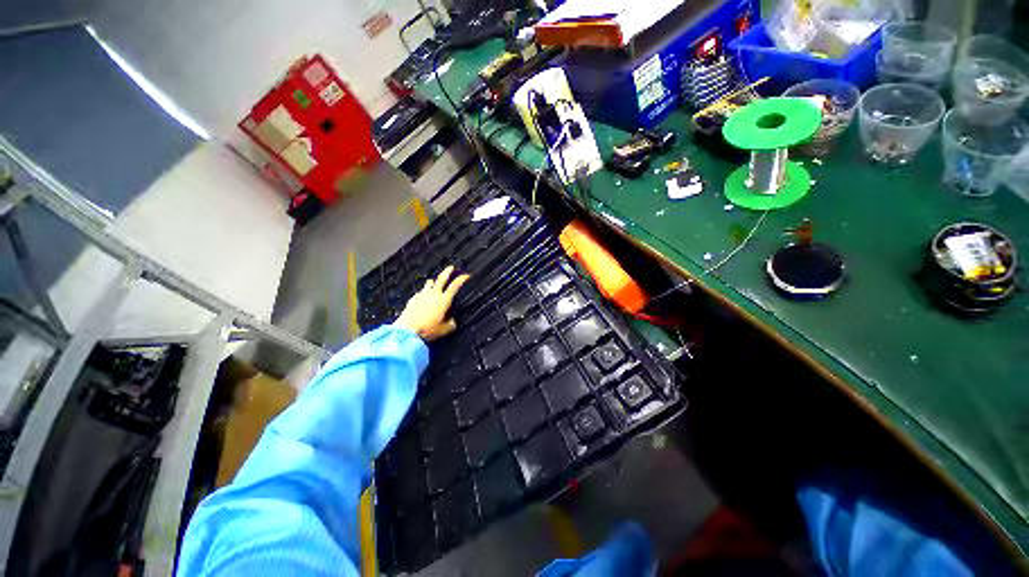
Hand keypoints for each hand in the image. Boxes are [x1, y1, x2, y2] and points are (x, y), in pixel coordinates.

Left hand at [395, 266, 470, 340]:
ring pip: (430, 283)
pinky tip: (424, 298)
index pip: (455, 286)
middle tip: (451, 267)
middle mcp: (434, 294)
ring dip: (434, 281)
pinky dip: (424, 293)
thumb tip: (453, 321)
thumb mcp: (445, 329)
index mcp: (444, 300)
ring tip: (435, 283)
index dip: (462, 279)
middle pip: (442, 278)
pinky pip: (421, 292)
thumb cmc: (428, 329)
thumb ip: (451, 323)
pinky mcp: (413, 298)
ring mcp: (422, 295)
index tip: (466, 275)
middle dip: (447, 271)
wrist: (407, 329)